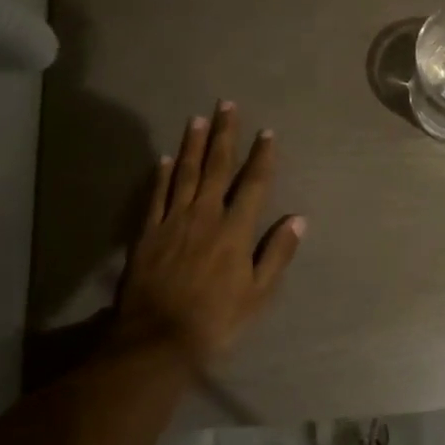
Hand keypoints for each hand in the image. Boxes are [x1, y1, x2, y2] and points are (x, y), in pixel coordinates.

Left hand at [115, 101, 304, 362]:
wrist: (156, 340)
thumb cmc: (215, 320)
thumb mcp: (258, 294)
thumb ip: (277, 254)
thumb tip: (297, 219)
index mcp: (235, 230)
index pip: (253, 184)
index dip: (262, 157)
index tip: (267, 132)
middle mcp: (204, 216)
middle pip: (216, 167)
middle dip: (225, 134)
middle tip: (227, 105)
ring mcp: (173, 221)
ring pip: (185, 173)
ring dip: (193, 144)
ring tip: (199, 118)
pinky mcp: (147, 233)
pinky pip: (155, 196)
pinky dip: (162, 175)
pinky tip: (165, 157)